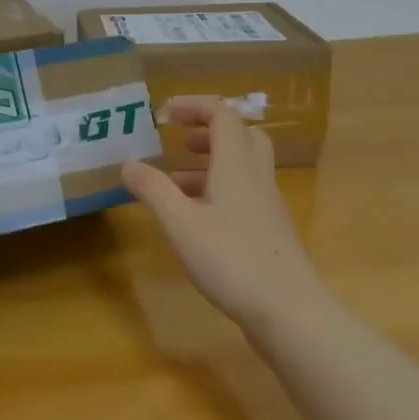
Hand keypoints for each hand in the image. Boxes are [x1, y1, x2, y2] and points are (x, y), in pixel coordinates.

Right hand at [122, 97, 316, 328]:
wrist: (290, 312)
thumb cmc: (232, 260)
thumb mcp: (180, 224)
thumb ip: (153, 190)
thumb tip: (128, 164)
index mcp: (237, 166)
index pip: (223, 116)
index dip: (195, 107)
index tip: (165, 115)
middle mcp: (256, 179)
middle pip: (243, 136)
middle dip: (209, 131)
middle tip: (181, 142)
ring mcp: (267, 207)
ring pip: (242, 168)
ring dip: (210, 165)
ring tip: (174, 183)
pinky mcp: (269, 233)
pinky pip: (243, 195)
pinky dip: (218, 192)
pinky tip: (196, 220)